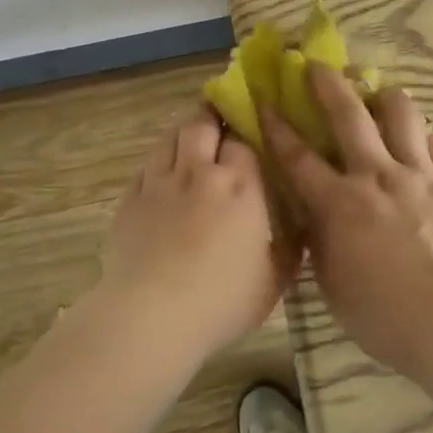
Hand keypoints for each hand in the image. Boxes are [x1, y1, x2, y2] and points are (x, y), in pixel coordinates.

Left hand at [98, 105, 298, 359]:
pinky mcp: (130, 199)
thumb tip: (303, 228)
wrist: (150, 317)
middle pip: (203, 125)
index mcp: (241, 186)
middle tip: (220, 119)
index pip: (244, 140)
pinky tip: (162, 171)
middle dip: (213, 116)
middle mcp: (199, 172)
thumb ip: (290, 248)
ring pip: (170, 136)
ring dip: (183, 129)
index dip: (247, 132)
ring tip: (192, 132)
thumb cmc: (221, 301)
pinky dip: (158, 160)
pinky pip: (146, 165)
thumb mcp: (273, 281)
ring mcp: (159, 183)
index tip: (253, 132)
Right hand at [262, 66, 432, 377]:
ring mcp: (421, 175)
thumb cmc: (383, 314)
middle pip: (349, 115)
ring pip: (403, 115)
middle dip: (329, 84)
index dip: (277, 125)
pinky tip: (422, 139)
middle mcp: (377, 176)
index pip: (298, 156)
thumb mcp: (332, 281)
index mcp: (339, 203)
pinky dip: (425, 137)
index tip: (265, 99)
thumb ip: (320, 239)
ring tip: (381, 93)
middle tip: (318, 64)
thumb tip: (313, 213)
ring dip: (386, 97)